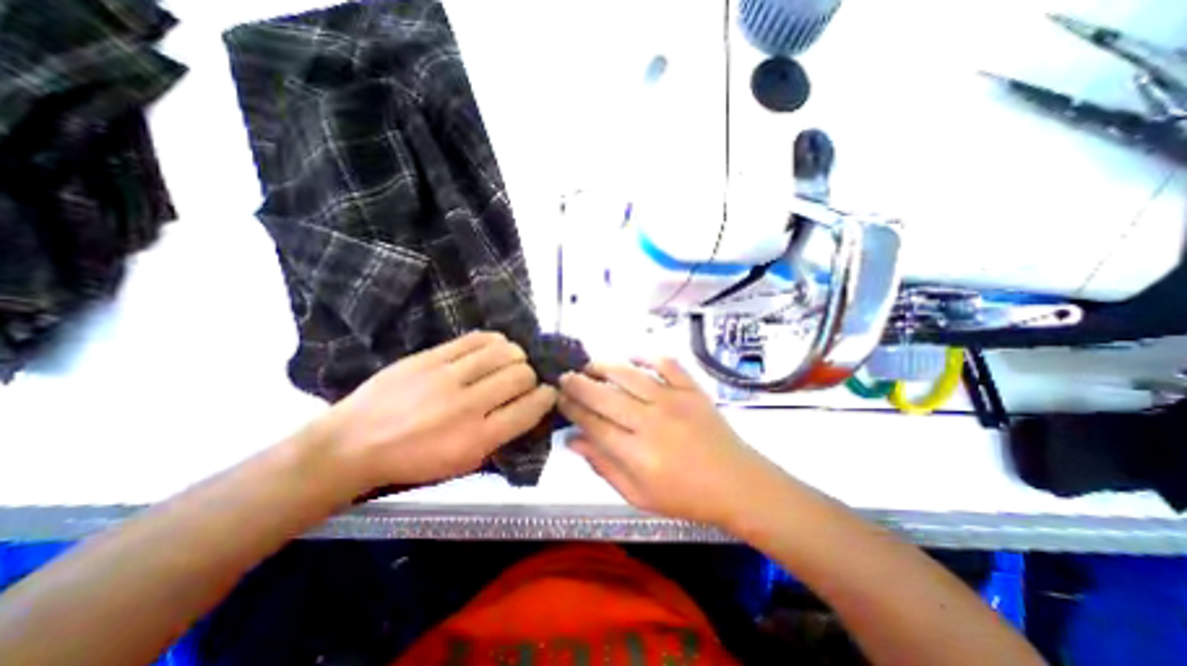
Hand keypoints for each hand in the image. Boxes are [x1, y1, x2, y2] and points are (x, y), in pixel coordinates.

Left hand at [311, 331, 558, 491]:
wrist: (352, 444)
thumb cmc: (413, 462)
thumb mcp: (462, 464)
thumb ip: (501, 437)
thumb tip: (529, 407)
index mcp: (477, 439)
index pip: (531, 408)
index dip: (547, 397)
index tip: (547, 393)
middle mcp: (468, 406)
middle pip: (522, 375)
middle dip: (531, 376)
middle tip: (523, 380)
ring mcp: (447, 377)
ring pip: (504, 352)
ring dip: (516, 356)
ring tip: (510, 361)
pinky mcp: (431, 356)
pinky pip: (477, 338)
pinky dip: (494, 341)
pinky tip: (493, 348)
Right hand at [558, 356, 779, 527]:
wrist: (737, 484)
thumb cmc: (685, 496)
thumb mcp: (638, 495)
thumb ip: (603, 467)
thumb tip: (572, 441)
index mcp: (637, 454)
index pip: (593, 424)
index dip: (572, 409)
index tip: (558, 398)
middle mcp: (651, 422)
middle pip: (605, 396)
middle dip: (579, 384)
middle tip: (565, 377)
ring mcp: (674, 401)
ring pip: (630, 375)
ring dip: (605, 367)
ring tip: (590, 365)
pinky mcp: (692, 390)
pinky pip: (666, 364)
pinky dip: (647, 356)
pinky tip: (633, 357)